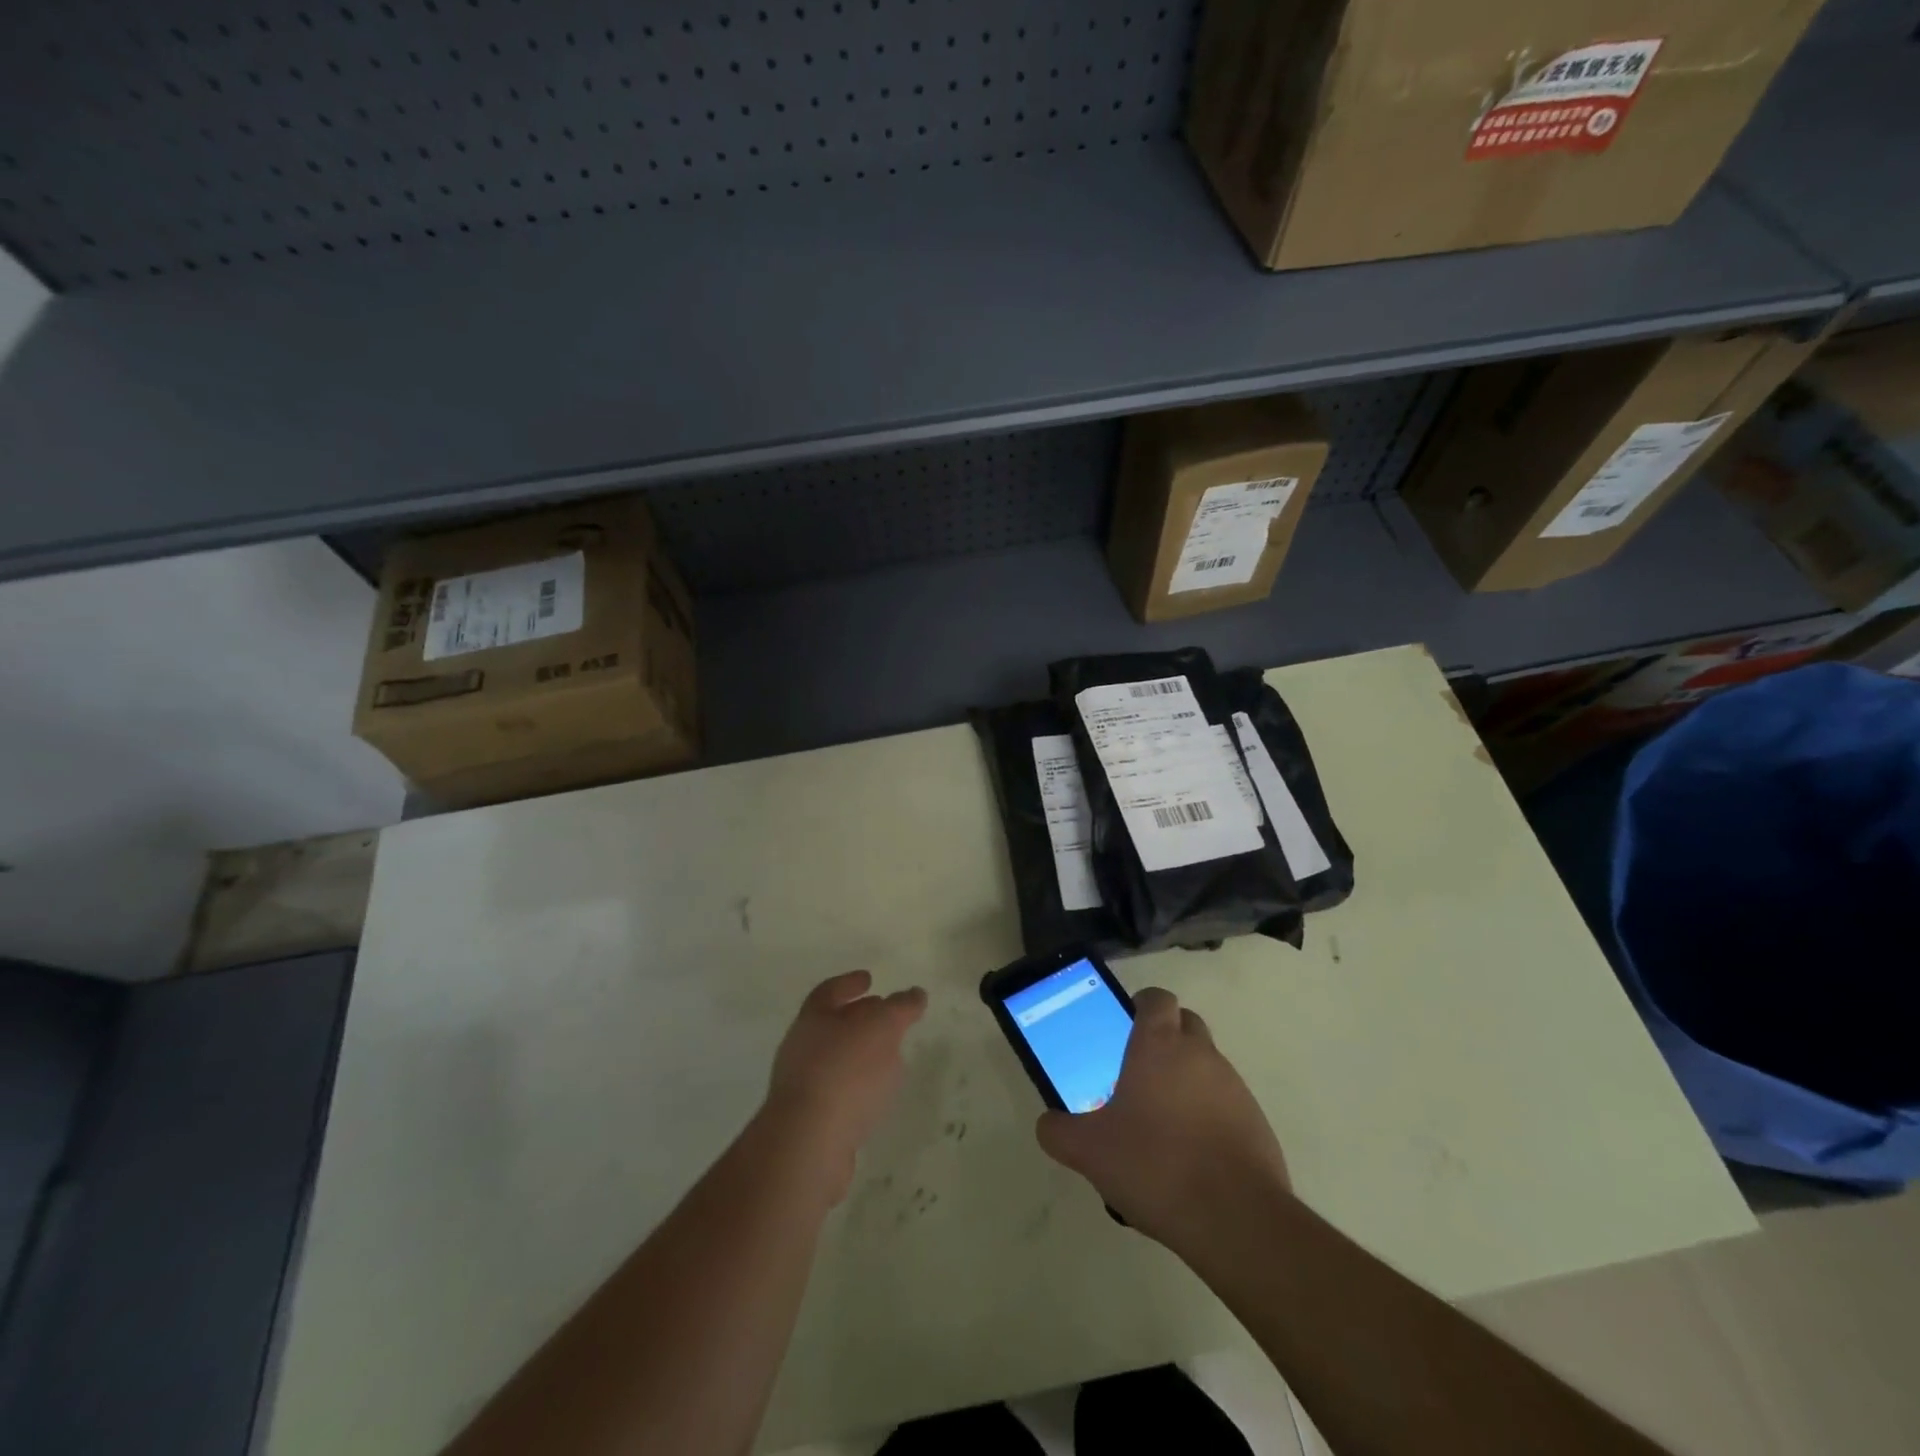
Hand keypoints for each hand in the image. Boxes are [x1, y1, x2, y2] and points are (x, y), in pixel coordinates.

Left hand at [763, 970, 927, 1204]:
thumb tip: (915, 994)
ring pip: (835, 1061)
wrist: (809, 1144)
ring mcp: (801, 1088)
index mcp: (812, 1019)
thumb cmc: (845, 1072)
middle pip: (831, 1025)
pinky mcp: (809, 1123)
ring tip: (890, 1058)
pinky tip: (876, 1096)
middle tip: (885, 1015)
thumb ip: (900, 1008)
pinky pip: (837, 1094)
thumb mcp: (882, 1028)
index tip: (869, 979)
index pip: (829, 991)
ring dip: (860, 1055)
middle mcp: (800, 1049)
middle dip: (858, 1018)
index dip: (849, 983)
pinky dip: (857, 1087)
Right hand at [1035, 987, 1289, 1247]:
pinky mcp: (1257, 1122)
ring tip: (1162, 1124)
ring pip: (1206, 1065)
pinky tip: (1191, 1156)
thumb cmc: (1155, 1165)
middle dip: (1165, 1038)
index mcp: (1159, 1045)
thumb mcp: (1089, 1152)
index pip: (1157, 998)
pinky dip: (1209, 1115)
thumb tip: (1048, 1124)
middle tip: (1138, 1074)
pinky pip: (1226, 1103)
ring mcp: (1234, 1087)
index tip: (1125, 1027)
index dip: (1141, 1006)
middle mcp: (1200, 1054)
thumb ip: (1059, 1132)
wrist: (1236, 1219)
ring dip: (1186, 1079)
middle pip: (1185, 1024)